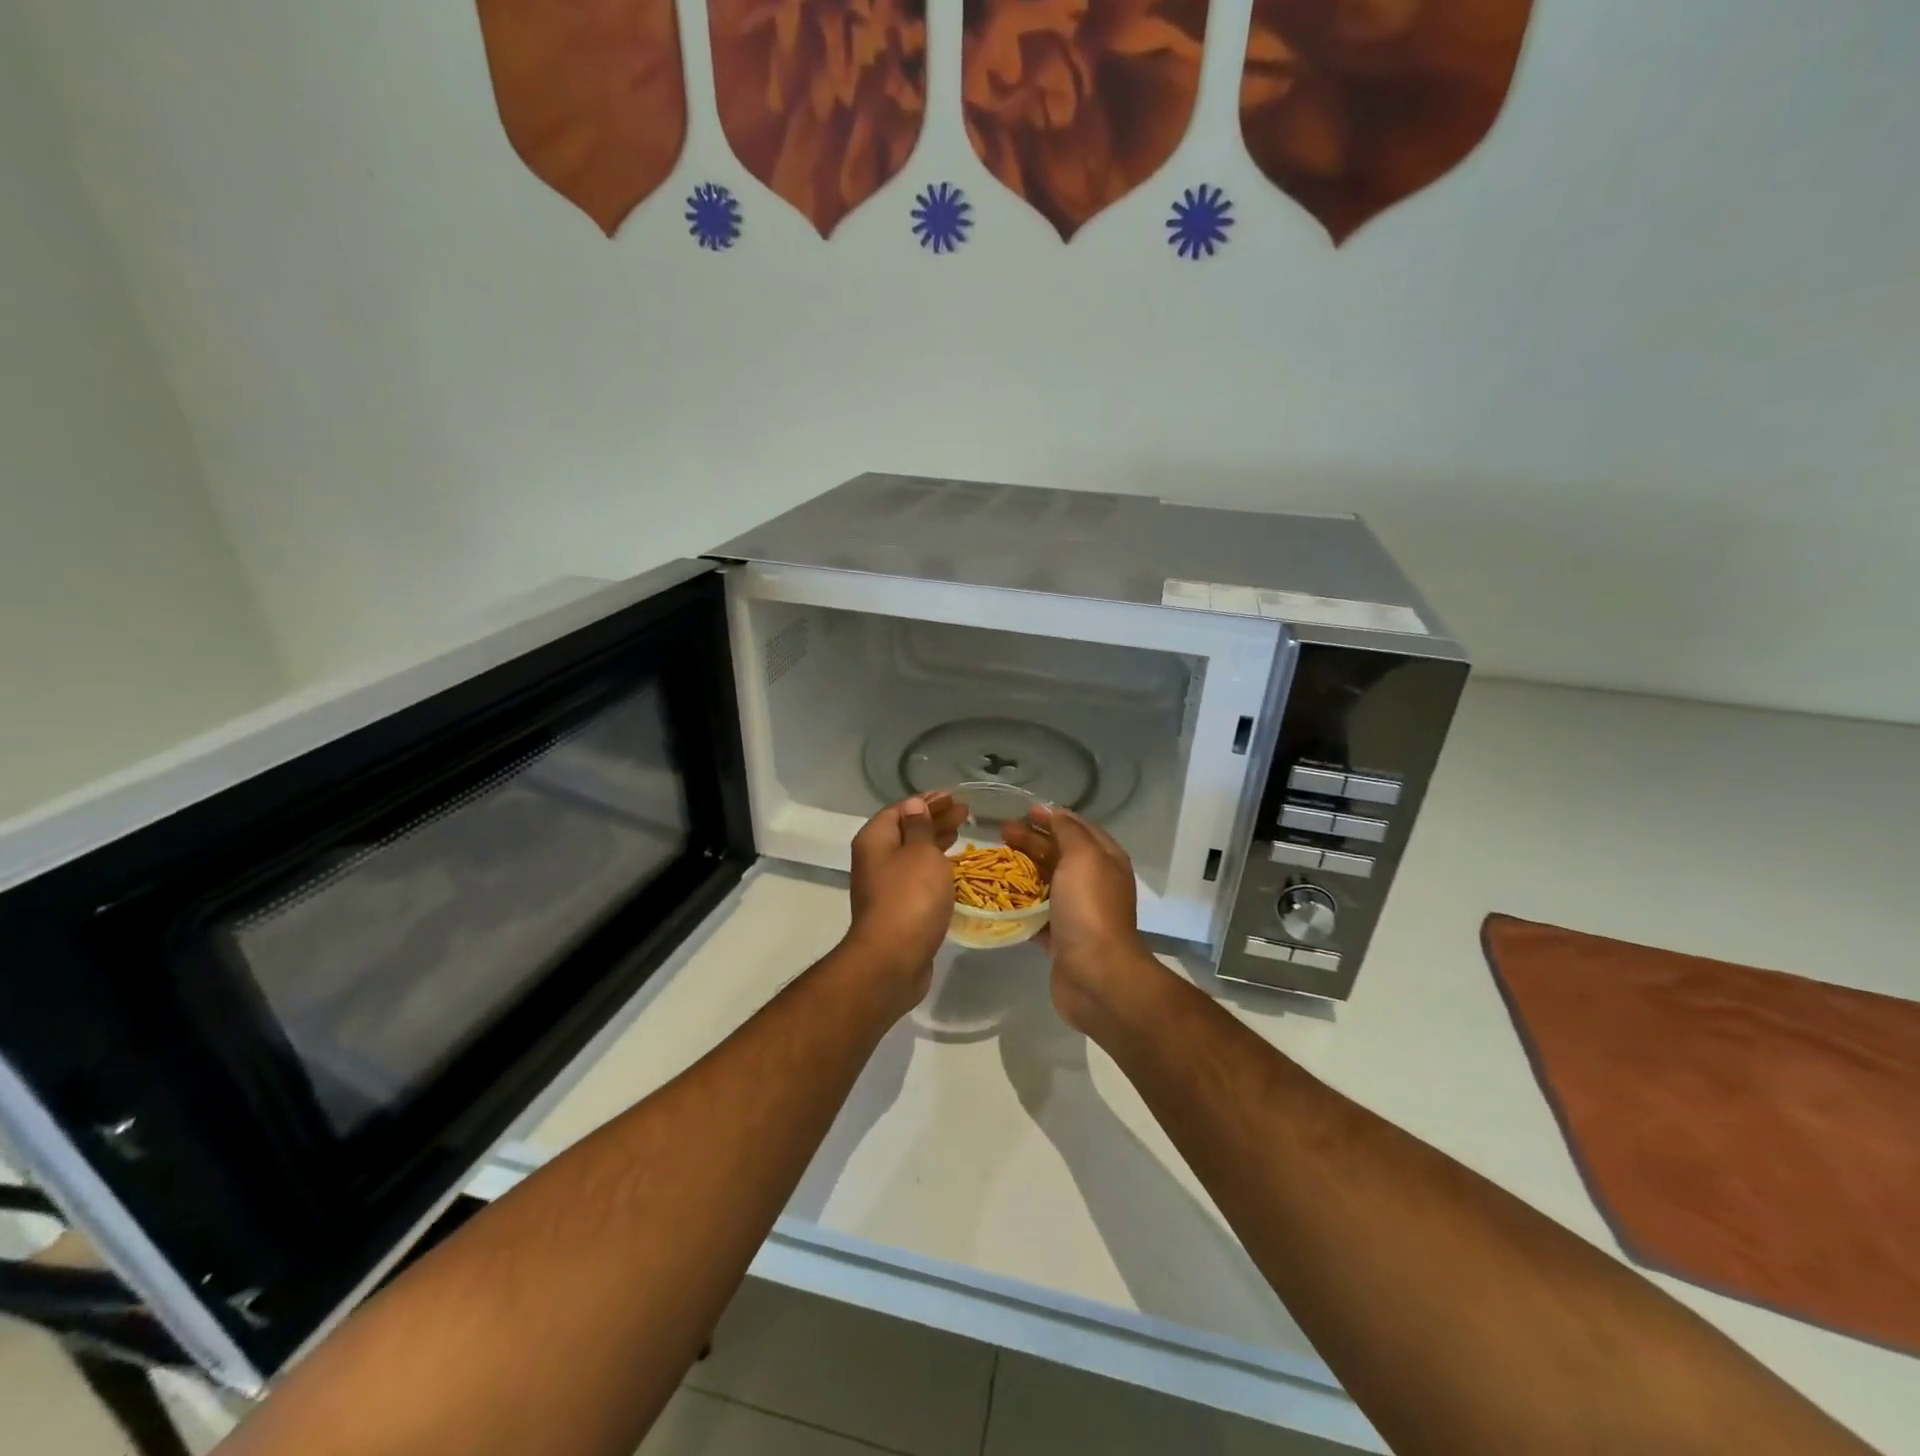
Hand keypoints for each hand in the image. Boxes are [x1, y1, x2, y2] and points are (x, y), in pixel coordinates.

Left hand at [843, 793, 966, 1008]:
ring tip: (962, 833)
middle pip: (906, 831)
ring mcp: (885, 887)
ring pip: (913, 855)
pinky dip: (935, 867)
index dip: (927, 801)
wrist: (893, 958)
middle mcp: (875, 860)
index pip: (900, 809)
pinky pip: (917, 878)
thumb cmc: (910, 897)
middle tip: (965, 812)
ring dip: (936, 842)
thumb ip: (920, 827)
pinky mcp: (898, 909)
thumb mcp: (921, 853)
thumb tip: (914, 806)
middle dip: (935, 819)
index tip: (953, 796)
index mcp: (875, 839)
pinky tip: (953, 868)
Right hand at [1004, 805, 1160, 1035]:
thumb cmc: (1089, 908)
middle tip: (1001, 833)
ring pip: (1046, 882)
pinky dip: (1019, 904)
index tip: (1023, 811)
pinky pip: (1036, 914)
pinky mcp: (1060, 938)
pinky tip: (996, 897)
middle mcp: (1094, 882)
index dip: (1052, 817)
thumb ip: (1068, 831)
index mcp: (1105, 860)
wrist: (1096, 975)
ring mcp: (1077, 912)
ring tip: (994, 862)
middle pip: (1059, 853)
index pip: (1078, 828)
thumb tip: (1053, 812)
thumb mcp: (1083, 856)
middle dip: (1031, 841)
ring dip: (1022, 870)